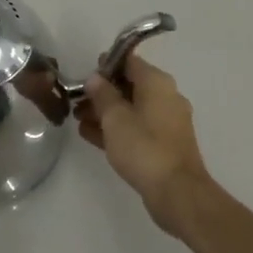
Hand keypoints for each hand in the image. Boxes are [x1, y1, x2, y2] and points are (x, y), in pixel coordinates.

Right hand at [73, 53, 212, 232]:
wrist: (176, 191)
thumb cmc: (143, 147)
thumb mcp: (115, 118)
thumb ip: (102, 94)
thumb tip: (95, 78)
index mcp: (157, 83)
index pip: (129, 61)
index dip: (105, 65)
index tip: (84, 76)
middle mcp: (166, 97)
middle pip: (130, 86)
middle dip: (102, 93)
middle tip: (76, 102)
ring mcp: (167, 122)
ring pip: (131, 109)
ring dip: (106, 113)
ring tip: (78, 119)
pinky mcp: (164, 144)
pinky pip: (137, 128)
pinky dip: (117, 129)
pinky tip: (91, 136)